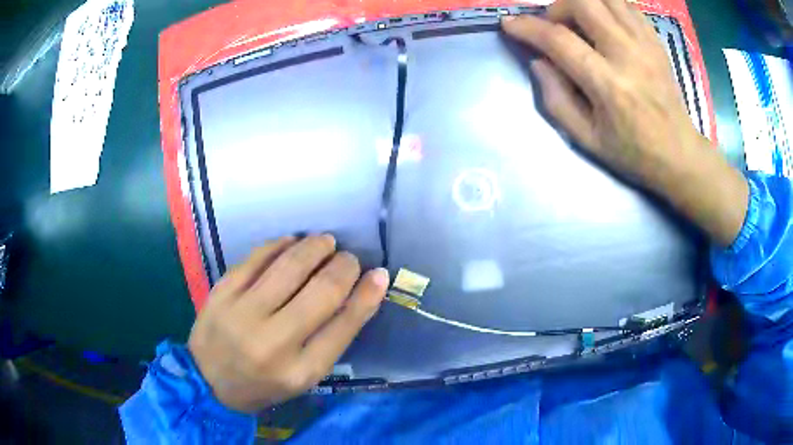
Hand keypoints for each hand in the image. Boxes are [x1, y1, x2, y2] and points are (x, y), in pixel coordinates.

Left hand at [187, 235, 388, 412]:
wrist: (209, 381)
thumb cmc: (264, 383)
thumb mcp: (305, 375)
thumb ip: (333, 337)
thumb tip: (365, 290)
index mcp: (301, 371)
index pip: (344, 324)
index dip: (367, 293)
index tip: (378, 273)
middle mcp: (273, 343)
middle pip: (322, 291)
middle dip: (343, 266)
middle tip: (347, 258)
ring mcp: (242, 315)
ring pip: (289, 267)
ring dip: (315, 247)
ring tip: (325, 242)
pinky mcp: (221, 294)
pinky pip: (256, 258)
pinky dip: (279, 244)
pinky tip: (291, 241)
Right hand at [502, 0, 695, 183]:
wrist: (679, 154)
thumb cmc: (632, 153)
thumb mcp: (587, 140)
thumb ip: (556, 99)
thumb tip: (538, 61)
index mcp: (609, 86)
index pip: (559, 40)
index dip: (528, 27)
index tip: (509, 24)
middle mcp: (628, 55)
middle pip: (583, 2)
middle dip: (558, 7)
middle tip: (556, 27)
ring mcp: (645, 44)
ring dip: (583, 2)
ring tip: (579, 22)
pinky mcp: (655, 41)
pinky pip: (627, 4)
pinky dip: (607, 5)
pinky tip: (603, 21)